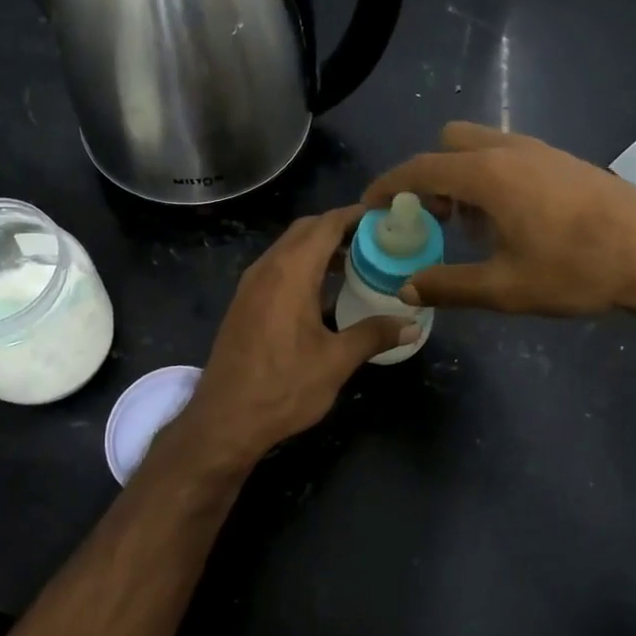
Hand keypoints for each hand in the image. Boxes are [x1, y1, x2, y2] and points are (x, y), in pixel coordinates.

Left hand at [169, 206, 414, 467]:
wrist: (225, 420)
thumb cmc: (283, 387)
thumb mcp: (336, 362)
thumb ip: (374, 335)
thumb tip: (411, 325)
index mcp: (290, 272)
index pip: (326, 224)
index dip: (356, 215)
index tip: (384, 217)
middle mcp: (267, 268)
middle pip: (305, 230)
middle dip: (339, 228)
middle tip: (375, 240)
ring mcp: (251, 285)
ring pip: (289, 249)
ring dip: (319, 248)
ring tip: (357, 262)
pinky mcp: (244, 303)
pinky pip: (277, 268)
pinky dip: (303, 266)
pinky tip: (324, 292)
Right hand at [362, 121, 635, 320]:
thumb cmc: (577, 269)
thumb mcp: (505, 288)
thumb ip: (448, 285)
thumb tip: (407, 288)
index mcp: (487, 174)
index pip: (420, 168)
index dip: (388, 186)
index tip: (369, 206)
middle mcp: (508, 150)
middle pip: (448, 144)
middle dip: (428, 175)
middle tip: (430, 217)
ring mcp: (540, 151)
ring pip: (480, 146)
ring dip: (461, 175)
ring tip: (469, 224)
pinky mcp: (563, 160)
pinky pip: (508, 155)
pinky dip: (490, 176)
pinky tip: (510, 220)